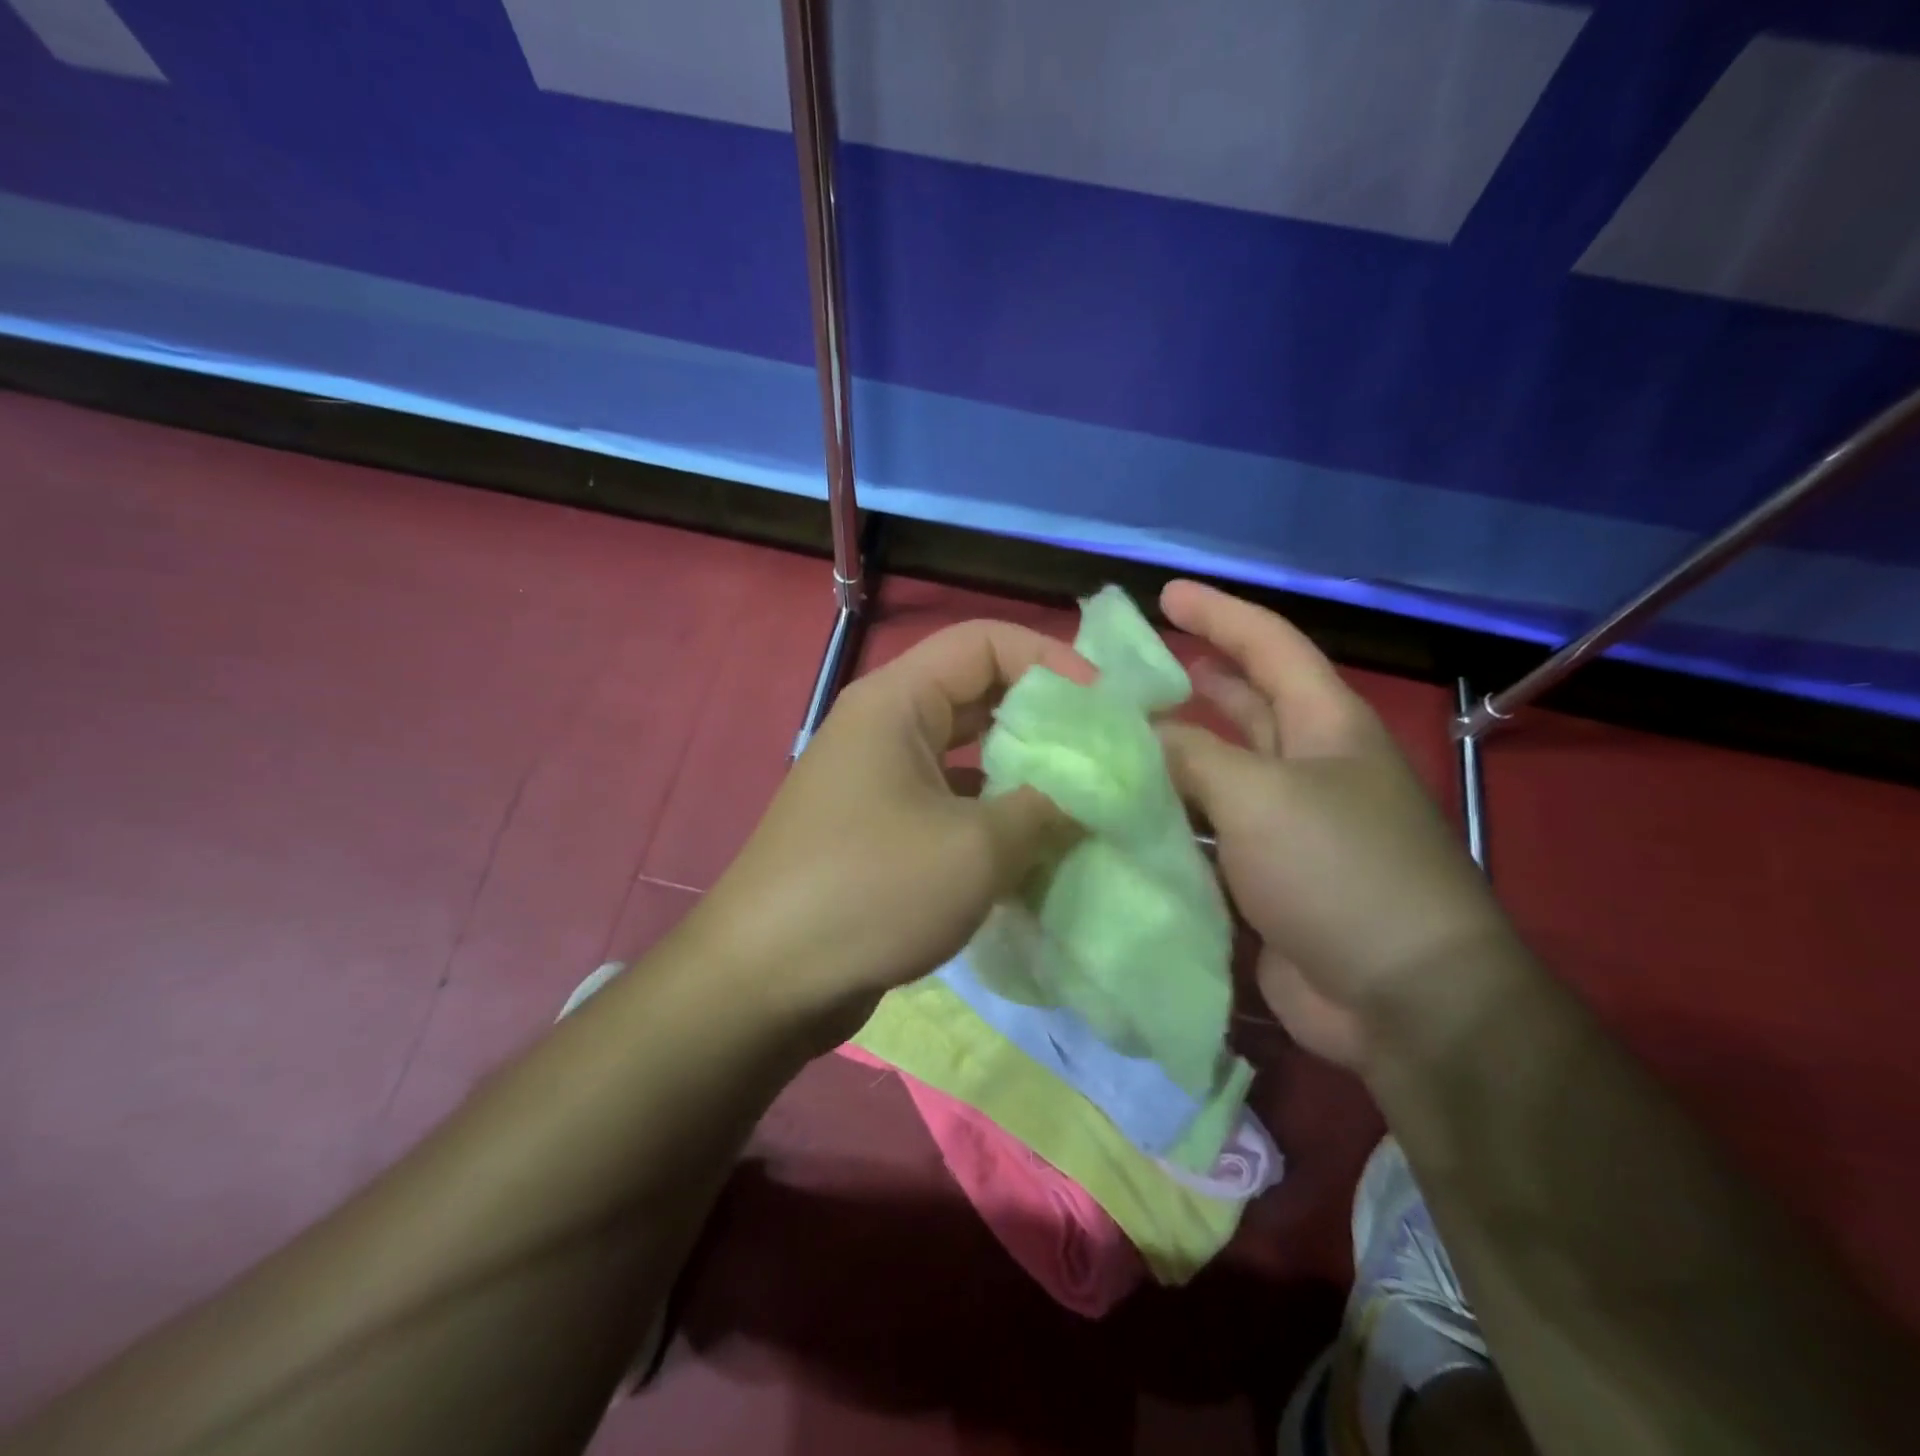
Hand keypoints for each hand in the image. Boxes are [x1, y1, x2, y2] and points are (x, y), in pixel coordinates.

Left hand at [686, 620, 1089, 1042]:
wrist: (765, 980)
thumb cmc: (870, 891)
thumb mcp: (976, 849)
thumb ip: (1046, 810)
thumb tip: (1091, 797)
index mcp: (897, 702)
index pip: (986, 642)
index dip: (1052, 659)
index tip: (1106, 707)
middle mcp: (884, 727)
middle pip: (979, 694)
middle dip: (1045, 719)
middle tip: (1106, 754)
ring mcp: (878, 781)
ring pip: (968, 755)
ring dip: (1023, 775)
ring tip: (1083, 804)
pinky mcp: (879, 830)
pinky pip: (949, 803)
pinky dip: (993, 819)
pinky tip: (1034, 853)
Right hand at [1155, 580, 1513, 1071]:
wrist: (1402, 999)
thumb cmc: (1339, 869)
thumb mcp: (1259, 796)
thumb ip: (1190, 757)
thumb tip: (1136, 737)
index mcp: (1324, 725)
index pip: (1269, 645)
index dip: (1218, 614)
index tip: (1165, 594)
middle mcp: (1309, 766)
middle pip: (1245, 704)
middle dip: (1194, 680)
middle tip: (1129, 669)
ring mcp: (1288, 824)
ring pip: (1219, 772)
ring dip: (1173, 755)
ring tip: (1112, 739)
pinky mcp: (1266, 876)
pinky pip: (1209, 832)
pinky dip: (1171, 819)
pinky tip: (1124, 814)